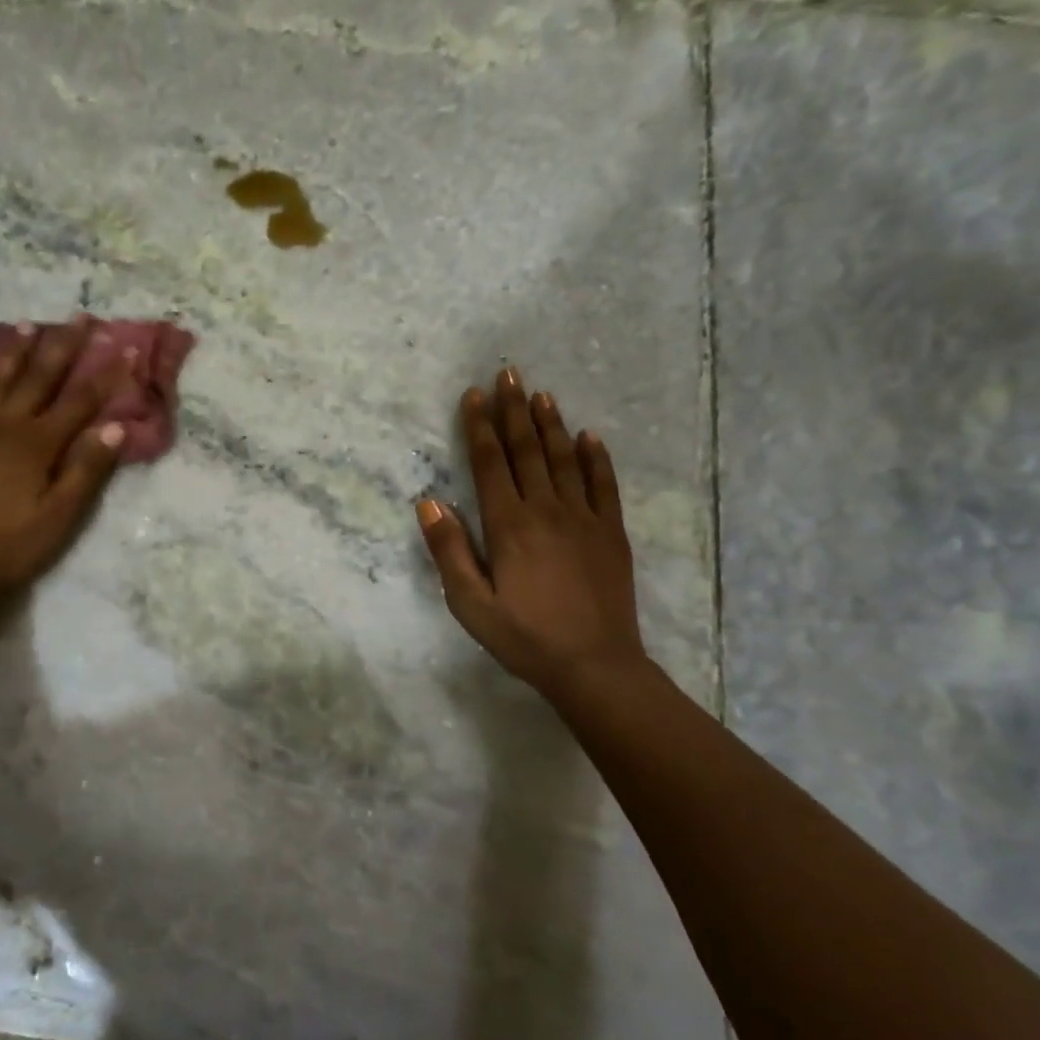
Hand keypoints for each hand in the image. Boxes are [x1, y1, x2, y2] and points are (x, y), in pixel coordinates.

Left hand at [0, 317, 131, 610]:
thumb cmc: (10, 547)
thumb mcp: (60, 516)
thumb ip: (87, 469)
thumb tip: (115, 426)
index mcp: (38, 445)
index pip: (80, 402)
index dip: (106, 375)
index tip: (127, 348)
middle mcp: (4, 427)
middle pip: (39, 380)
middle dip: (62, 348)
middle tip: (78, 317)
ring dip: (13, 351)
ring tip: (28, 325)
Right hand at [417, 366, 647, 693]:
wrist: (594, 665)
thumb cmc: (524, 637)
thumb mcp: (470, 603)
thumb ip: (448, 550)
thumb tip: (429, 501)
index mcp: (508, 525)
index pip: (489, 463)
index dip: (479, 427)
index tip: (473, 395)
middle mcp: (546, 510)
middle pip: (527, 450)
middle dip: (514, 410)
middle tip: (508, 373)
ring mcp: (584, 518)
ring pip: (564, 459)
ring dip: (551, 424)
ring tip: (541, 394)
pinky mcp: (611, 533)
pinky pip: (604, 485)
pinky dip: (596, 458)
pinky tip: (590, 437)